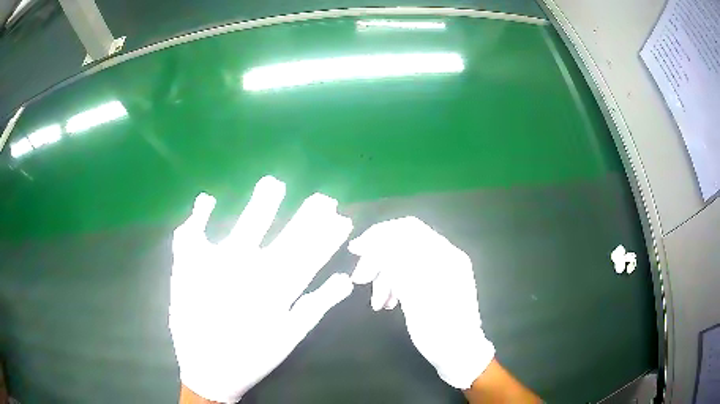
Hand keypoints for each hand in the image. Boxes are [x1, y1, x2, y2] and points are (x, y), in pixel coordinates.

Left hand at [169, 176, 353, 402]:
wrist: (206, 369)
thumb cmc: (251, 356)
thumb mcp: (289, 337)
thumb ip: (316, 306)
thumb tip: (345, 280)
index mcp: (277, 289)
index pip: (309, 255)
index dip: (327, 235)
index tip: (340, 216)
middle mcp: (251, 271)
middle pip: (285, 238)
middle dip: (307, 217)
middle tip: (322, 198)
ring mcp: (219, 266)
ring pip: (247, 228)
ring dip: (262, 205)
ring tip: (273, 183)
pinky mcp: (191, 267)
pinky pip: (192, 236)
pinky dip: (198, 216)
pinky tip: (206, 199)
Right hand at [348, 217, 494, 389]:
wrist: (459, 354)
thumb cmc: (439, 329)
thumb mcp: (416, 297)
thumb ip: (397, 265)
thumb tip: (374, 241)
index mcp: (445, 256)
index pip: (408, 229)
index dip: (379, 235)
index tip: (355, 250)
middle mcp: (445, 257)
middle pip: (403, 244)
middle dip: (378, 259)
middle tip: (360, 280)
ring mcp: (442, 270)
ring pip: (403, 262)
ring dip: (385, 276)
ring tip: (376, 302)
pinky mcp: (436, 283)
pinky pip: (409, 275)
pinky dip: (394, 285)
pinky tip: (386, 302)